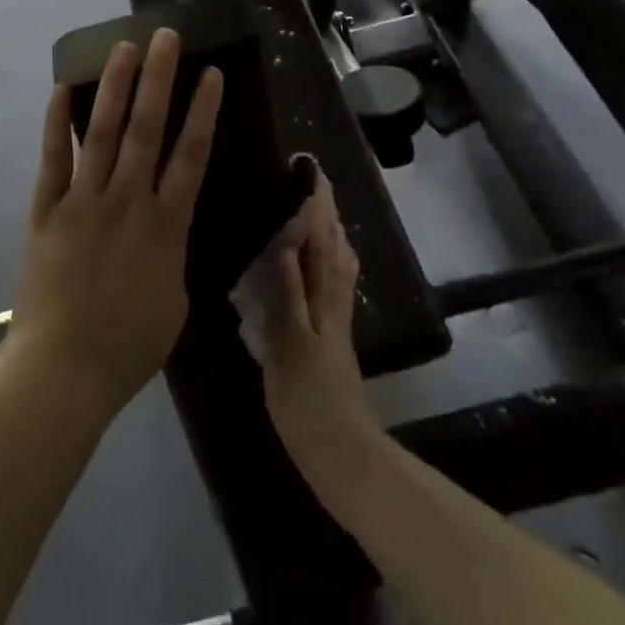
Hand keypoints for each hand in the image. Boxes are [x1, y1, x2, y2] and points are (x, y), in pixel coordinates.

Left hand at [6, 28, 223, 415]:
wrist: (64, 369)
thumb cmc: (129, 343)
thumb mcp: (175, 299)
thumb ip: (173, 251)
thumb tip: (170, 223)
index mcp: (166, 225)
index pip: (191, 156)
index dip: (203, 112)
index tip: (211, 74)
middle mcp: (127, 201)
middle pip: (147, 129)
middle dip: (159, 79)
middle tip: (166, 37)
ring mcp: (83, 202)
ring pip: (104, 133)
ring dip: (116, 87)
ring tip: (125, 48)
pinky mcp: (47, 210)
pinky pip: (53, 159)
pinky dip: (57, 123)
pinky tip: (62, 88)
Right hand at [232, 165, 383, 501]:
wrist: (340, 452)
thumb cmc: (308, 401)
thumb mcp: (288, 347)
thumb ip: (287, 295)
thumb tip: (285, 245)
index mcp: (322, 300)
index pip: (322, 242)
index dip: (317, 206)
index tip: (310, 171)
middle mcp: (333, 302)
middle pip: (335, 248)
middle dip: (327, 212)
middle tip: (314, 182)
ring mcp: (335, 320)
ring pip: (337, 265)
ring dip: (330, 234)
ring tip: (316, 212)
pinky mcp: (332, 338)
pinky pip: (333, 286)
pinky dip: (328, 263)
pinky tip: (315, 266)